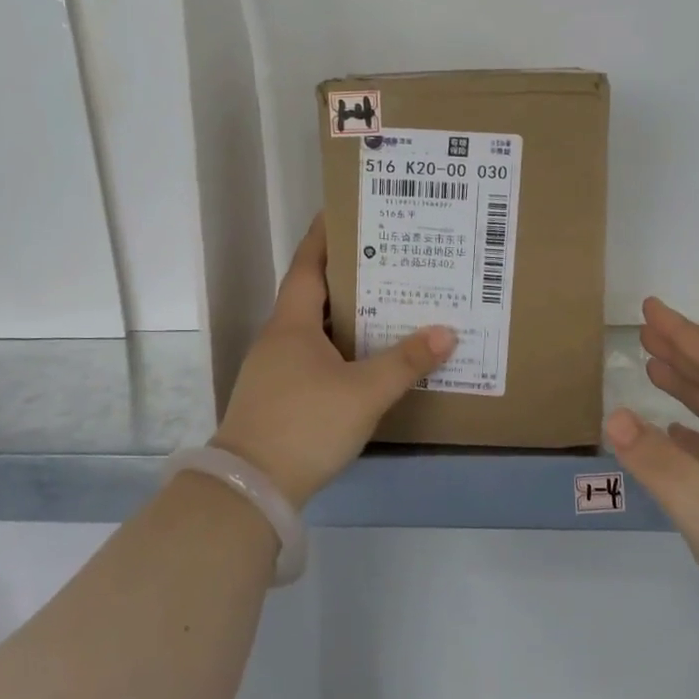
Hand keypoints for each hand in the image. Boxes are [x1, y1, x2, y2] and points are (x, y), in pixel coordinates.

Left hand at [212, 215, 456, 508]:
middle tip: (389, 257)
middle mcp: (279, 337)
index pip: (308, 264)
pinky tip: (365, 356)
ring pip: (314, 326)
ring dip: (345, 312)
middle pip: (313, 293)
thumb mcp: (364, 392)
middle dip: (347, 273)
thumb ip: (405, 362)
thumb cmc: (306, 424)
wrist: (252, 488)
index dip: (325, 235)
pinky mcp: (278, 395)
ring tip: (386, 301)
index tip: (347, 210)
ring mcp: (274, 368)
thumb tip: (446, 331)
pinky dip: (339, 345)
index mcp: (292, 323)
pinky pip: (313, 354)